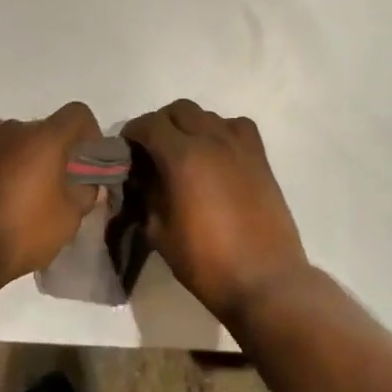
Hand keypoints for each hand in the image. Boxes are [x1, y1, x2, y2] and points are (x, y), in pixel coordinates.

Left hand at [0, 102, 102, 288]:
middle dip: (56, 150)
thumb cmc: (21, 234)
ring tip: (23, 187)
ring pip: (16, 136)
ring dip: (26, 152)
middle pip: (45, 128)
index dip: (89, 133)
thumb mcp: (67, 221)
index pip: (77, 114)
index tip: (87, 161)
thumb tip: (86, 184)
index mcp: (45, 138)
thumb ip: (84, 194)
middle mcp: (14, 128)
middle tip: (57, 183)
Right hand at [122, 99, 309, 324]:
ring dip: (190, 126)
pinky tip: (218, 153)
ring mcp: (239, 146)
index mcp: (182, 156)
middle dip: (160, 124)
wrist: (265, 281)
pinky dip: (222, 130)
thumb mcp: (160, 232)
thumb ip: (146, 195)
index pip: (149, 124)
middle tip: (152, 150)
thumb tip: (140, 177)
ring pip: (208, 115)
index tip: (125, 150)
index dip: (132, 133)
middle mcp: (211, 140)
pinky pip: (237, 126)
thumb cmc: (206, 262)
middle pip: (179, 110)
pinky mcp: (260, 158)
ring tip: (184, 152)